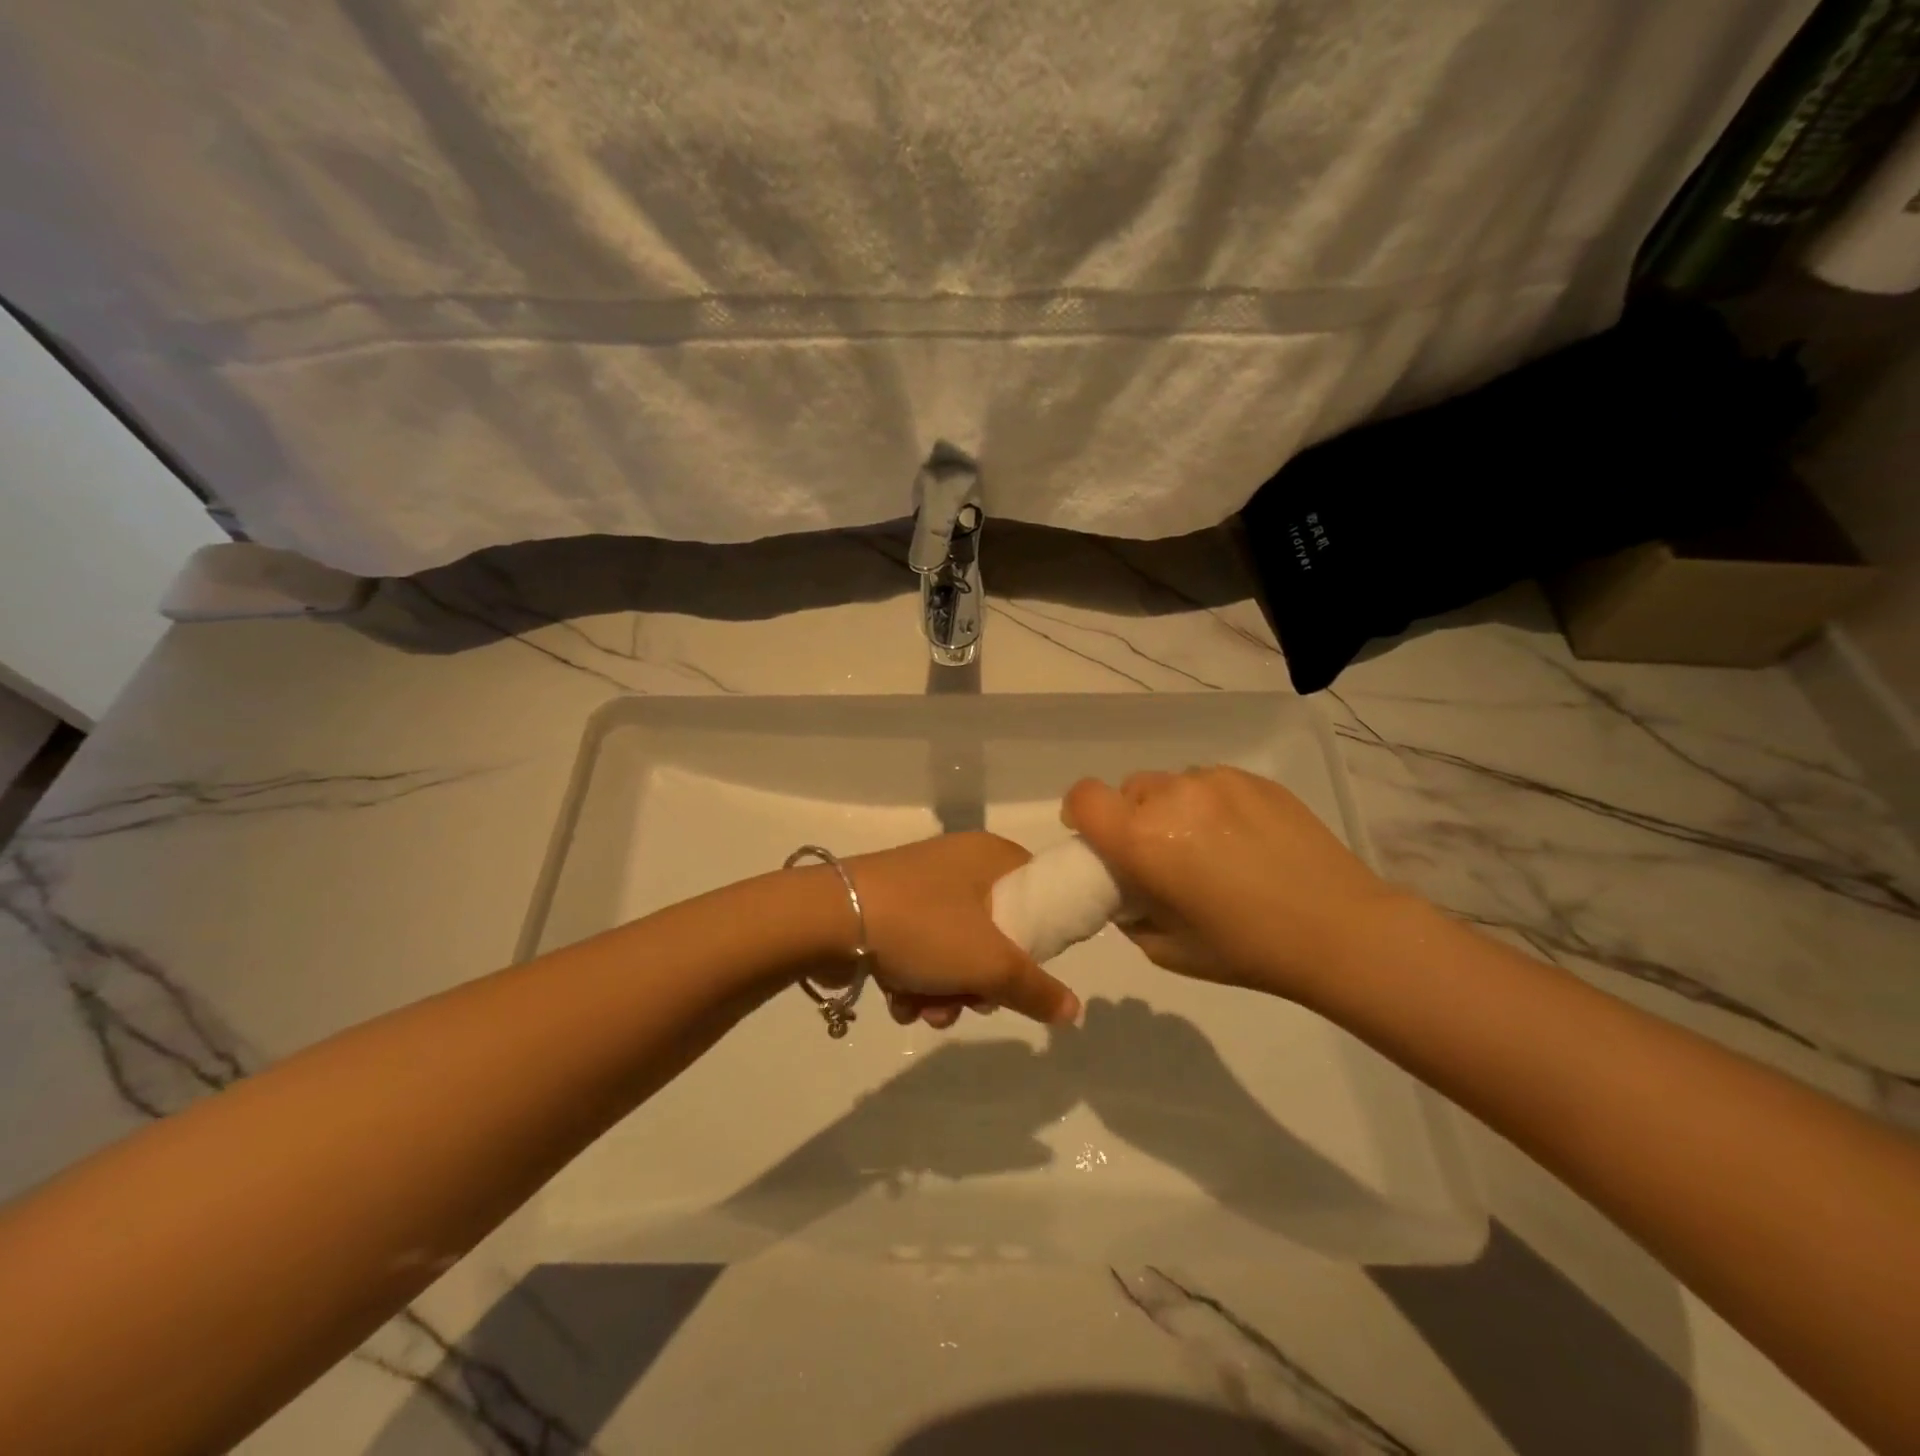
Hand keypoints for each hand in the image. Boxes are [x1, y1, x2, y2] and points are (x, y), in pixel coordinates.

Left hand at [834, 833, 1080, 1027]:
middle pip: (996, 931)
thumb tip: (1073, 1011)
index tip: (1027, 970)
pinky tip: (900, 1002)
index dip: (1041, 935)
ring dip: (947, 992)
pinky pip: (921, 949)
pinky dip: (916, 980)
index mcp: (991, 857)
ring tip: (926, 1013)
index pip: (1038, 890)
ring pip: (956, 949)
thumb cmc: (924, 927)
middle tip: (971, 1001)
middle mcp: (959, 864)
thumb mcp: (990, 964)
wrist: (830, 918)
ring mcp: (922, 886)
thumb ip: (1036, 989)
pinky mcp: (891, 908)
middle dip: (982, 981)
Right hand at [1063, 766, 1410, 1001]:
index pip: (1083, 798)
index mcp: (1143, 839)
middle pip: (1128, 790)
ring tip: (1209, 848)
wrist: (1340, 930)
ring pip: (1171, 784)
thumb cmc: (1246, 949)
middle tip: (1162, 854)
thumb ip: (1129, 913)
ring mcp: (1216, 781)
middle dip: (1132, 818)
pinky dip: (1210, 806)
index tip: (1096, 839)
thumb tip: (1127, 891)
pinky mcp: (1253, 779)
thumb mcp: (1166, 949)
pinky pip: (1210, 783)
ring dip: (1172, 809)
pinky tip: (1242, 839)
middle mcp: (1172, 797)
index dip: (1080, 814)